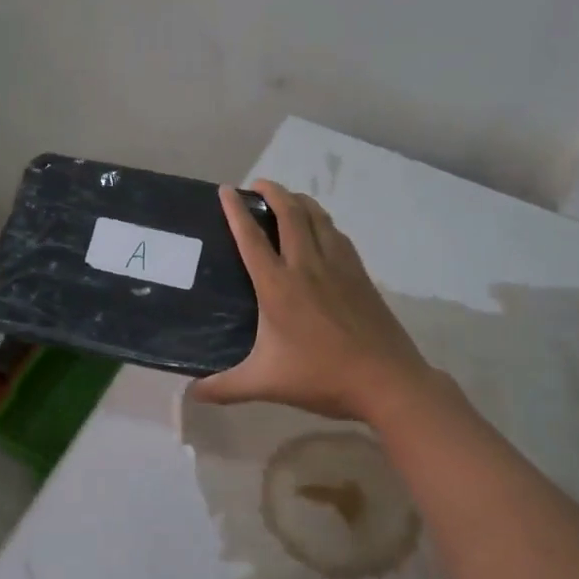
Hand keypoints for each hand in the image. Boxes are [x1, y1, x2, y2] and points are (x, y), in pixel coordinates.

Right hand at [192, 180, 433, 421]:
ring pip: (318, 218)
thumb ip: (224, 387)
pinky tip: (322, 230)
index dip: (236, 211)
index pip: (252, 238)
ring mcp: (339, 267)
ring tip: (287, 199)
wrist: (387, 380)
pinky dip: (323, 222)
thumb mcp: (265, 384)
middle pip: (290, 214)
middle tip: (257, 185)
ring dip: (299, 201)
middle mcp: (308, 266)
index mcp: (279, 287)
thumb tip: (191, 394)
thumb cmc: (321, 377)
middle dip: (272, 191)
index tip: (226, 190)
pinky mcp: (360, 275)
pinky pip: (338, 235)